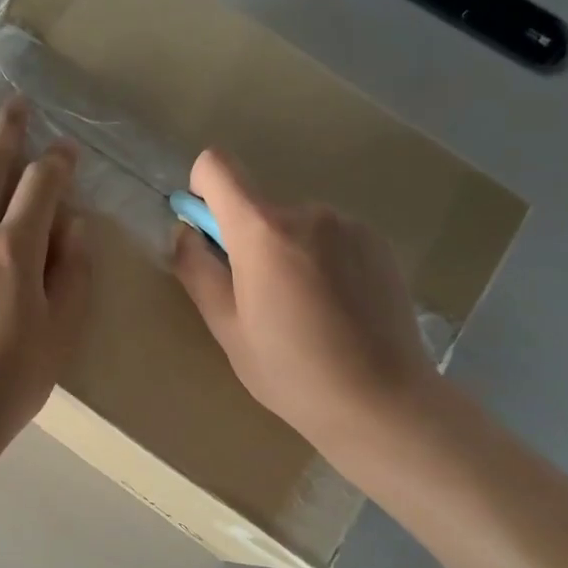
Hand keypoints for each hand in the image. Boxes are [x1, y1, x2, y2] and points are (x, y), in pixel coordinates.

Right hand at [172, 148, 434, 454]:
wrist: (381, 400)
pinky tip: (338, 308)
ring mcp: (350, 224)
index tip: (210, 236)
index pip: (217, 166)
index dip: (202, 191)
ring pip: (296, 225)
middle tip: (261, 300)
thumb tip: (185, 233)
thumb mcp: (226, 328)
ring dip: (289, 252)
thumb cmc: (290, 370)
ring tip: (305, 310)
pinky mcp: (379, 242)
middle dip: (249, 241)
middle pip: (259, 207)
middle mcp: (309, 212)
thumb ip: (197, 270)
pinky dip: (323, 260)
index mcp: (263, 230)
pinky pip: (332, 237)